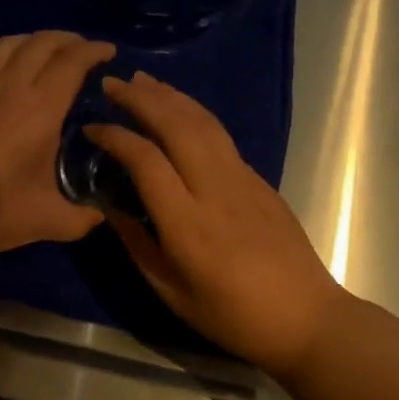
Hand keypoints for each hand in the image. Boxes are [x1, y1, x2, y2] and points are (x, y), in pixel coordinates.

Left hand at [0, 31, 114, 258]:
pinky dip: (13, 52)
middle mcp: (9, 90)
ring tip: (54, 54)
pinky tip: (18, 76)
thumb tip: (99, 214)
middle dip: (69, 39)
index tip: (110, 52)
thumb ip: (79, 219)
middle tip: (87, 51)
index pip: (70, 63)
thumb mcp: (42, 222)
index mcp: (37, 111)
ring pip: (12, 44)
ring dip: (38, 39)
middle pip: (41, 43)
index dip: (93, 51)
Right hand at [85, 71, 347, 372]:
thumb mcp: (170, 291)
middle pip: (176, 126)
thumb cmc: (232, 315)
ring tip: (143, 80)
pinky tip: (180, 111)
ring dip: (170, 96)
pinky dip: (194, 113)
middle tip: (112, 83)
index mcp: (187, 222)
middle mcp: (214, 188)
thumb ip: (136, 244)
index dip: (115, 137)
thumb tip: (110, 208)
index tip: (92, 128)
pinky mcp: (260, 180)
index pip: (145, 160)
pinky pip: (220, 136)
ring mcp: (242, 179)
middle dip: (141, 99)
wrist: (306, 318)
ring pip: (203, 122)